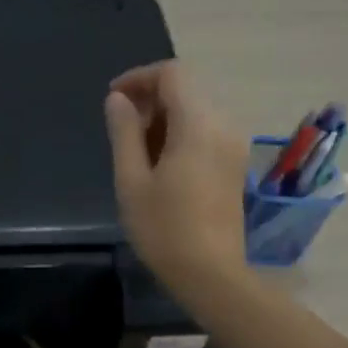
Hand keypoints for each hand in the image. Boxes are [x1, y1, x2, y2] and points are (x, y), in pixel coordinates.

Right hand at [104, 61, 245, 289]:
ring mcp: (234, 144)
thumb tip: (117, 99)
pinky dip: (179, 133)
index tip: (113, 100)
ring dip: (163, 117)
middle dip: (150, 98)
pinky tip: (159, 163)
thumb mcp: (131, 181)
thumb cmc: (164, 229)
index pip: (172, 73)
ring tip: (135, 150)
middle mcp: (223, 125)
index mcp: (198, 124)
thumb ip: (124, 133)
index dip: (139, 77)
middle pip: (186, 89)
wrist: (210, 273)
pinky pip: (205, 130)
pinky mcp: (234, 163)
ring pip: (196, 110)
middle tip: (120, 130)